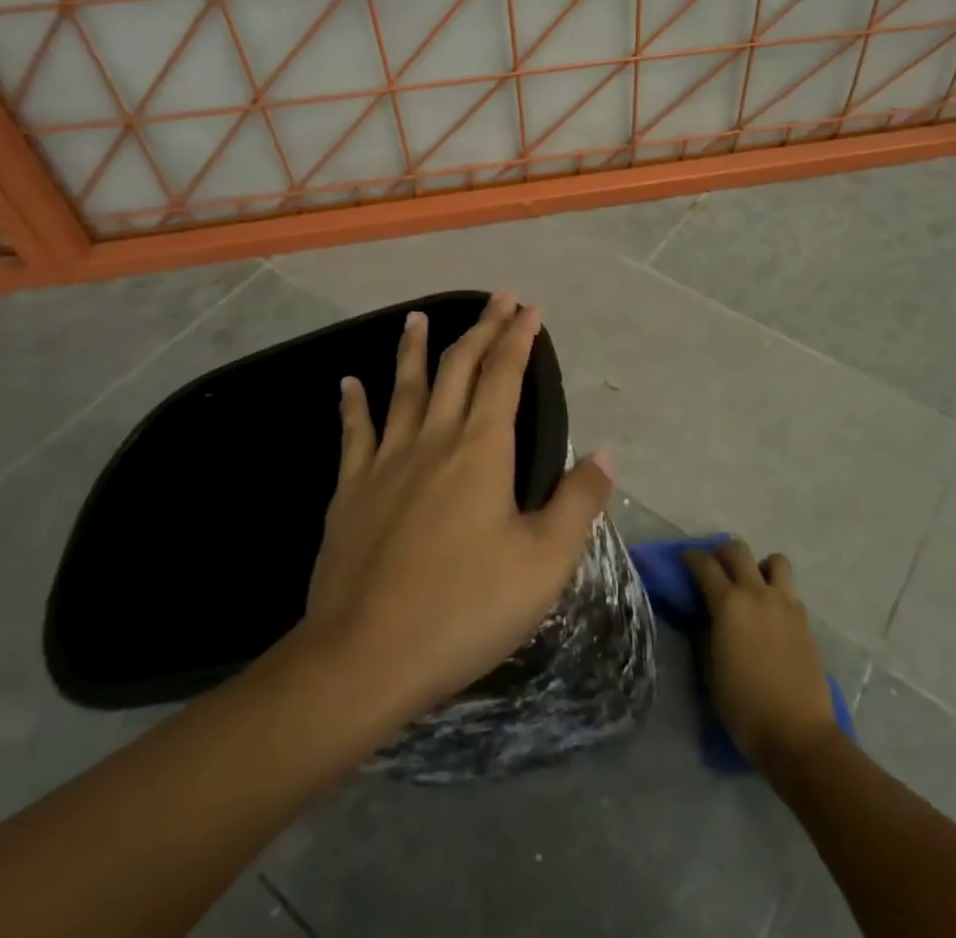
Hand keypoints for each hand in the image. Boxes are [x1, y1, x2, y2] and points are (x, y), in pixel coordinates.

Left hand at [302, 292, 614, 724]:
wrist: (364, 656)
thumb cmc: (465, 609)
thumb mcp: (544, 562)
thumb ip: (578, 501)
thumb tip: (607, 451)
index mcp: (482, 449)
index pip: (504, 374)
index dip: (518, 337)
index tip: (530, 308)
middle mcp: (434, 439)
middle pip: (458, 368)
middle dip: (481, 328)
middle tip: (496, 299)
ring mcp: (386, 461)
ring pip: (404, 388)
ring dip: (414, 348)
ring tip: (417, 317)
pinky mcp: (351, 490)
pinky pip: (355, 433)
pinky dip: (353, 404)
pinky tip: (348, 382)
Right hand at [684, 540, 838, 773]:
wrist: (797, 735)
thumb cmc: (744, 707)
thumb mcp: (710, 671)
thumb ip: (707, 635)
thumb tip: (708, 618)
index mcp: (729, 604)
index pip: (705, 565)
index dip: (691, 557)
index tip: (684, 559)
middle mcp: (758, 594)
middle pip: (738, 551)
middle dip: (722, 552)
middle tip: (716, 565)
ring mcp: (786, 605)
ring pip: (775, 561)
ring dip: (760, 566)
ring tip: (754, 584)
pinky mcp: (806, 622)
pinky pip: (790, 593)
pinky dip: (778, 594)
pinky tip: (772, 617)